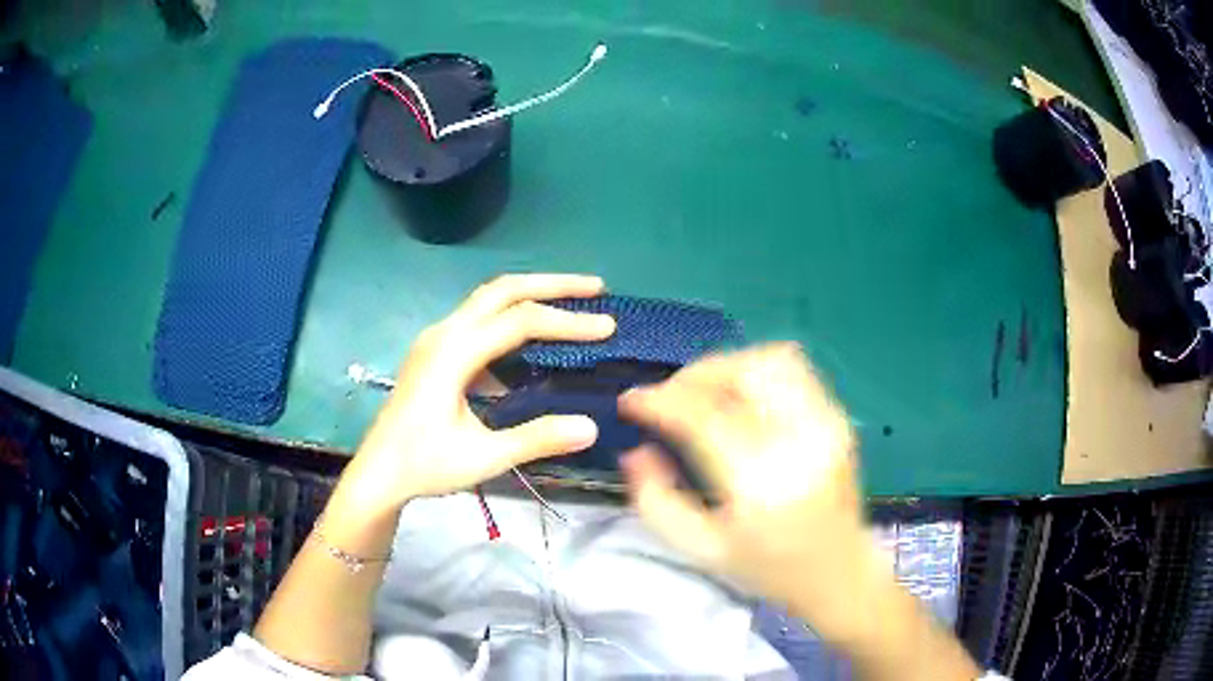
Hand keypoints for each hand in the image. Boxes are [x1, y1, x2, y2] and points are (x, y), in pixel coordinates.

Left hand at [348, 274, 615, 508]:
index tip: (608, 326)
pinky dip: (511, 321)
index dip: (567, 322)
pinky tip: (531, 346)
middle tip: (596, 287)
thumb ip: (536, 439)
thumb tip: (591, 426)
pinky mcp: (436, 351)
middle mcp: (445, 332)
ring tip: (571, 302)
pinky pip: (479, 322)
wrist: (379, 472)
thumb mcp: (484, 457)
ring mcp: (437, 339)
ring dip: (531, 296)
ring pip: (489, 300)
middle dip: (552, 284)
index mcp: (453, 351)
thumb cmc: (425, 465)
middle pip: (503, 290)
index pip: (520, 321)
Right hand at [618, 344, 877, 641]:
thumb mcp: (701, 549)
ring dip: (727, 366)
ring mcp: (826, 423)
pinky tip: (738, 398)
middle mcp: (799, 441)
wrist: (839, 573)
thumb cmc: (769, 569)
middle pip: (742, 372)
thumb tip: (636, 450)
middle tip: (668, 397)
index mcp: (761, 481)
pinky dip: (756, 372)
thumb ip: (656, 500)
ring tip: (702, 392)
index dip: (660, 400)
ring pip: (772, 359)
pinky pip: (793, 371)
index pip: (703, 416)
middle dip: (693, 375)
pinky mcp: (838, 418)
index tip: (631, 403)